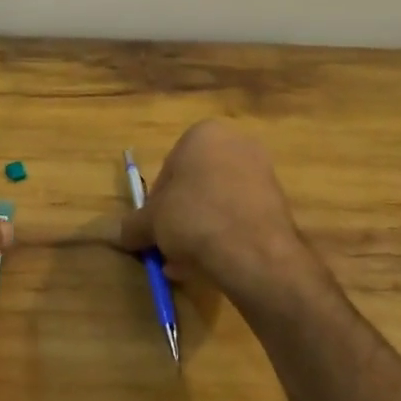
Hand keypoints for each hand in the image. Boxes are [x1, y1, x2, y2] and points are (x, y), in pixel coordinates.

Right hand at [119, 121, 317, 312]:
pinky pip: (240, 218)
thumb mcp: (150, 222)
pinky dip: (225, 237)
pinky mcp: (279, 202)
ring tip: (186, 265)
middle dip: (180, 217)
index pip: (169, 168)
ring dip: (200, 231)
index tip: (154, 228)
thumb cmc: (193, 218)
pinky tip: (211, 265)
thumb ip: (133, 225)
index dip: (156, 202)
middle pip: (196, 185)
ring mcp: (262, 172)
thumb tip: (121, 234)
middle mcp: (236, 143)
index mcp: (203, 134)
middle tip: (169, 246)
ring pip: (218, 204)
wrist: (253, 252)